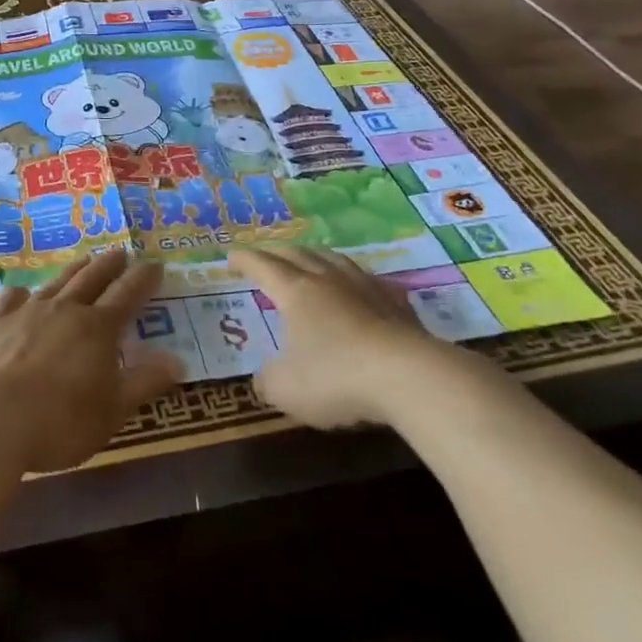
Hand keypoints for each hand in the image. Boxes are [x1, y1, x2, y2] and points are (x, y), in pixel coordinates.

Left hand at [0, 250, 183, 473]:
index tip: (155, 264)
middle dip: (110, 265)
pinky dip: (21, 294)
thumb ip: (144, 382)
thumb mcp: (112, 410)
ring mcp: (27, 313)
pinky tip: (21, 294)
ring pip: (57, 282)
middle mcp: (65, 310)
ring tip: (85, 260)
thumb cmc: (60, 421)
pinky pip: (12, 299)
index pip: (128, 295)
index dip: (144, 279)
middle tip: (121, 252)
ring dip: (74, 270)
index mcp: (98, 328)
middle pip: (92, 278)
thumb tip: (177, 359)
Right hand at [231, 247, 493, 429]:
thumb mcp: (286, 390)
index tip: (230, 256)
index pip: (263, 266)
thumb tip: (264, 378)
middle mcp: (328, 281)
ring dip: (315, 256)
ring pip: (334, 259)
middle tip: (265, 254)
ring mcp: (366, 288)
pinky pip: (369, 280)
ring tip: (309, 259)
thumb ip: (268, 381)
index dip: (244, 259)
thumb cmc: (336, 378)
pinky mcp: (397, 304)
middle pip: (298, 254)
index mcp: (295, 293)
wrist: (411, 377)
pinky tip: (360, 286)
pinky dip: (354, 278)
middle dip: (276, 252)